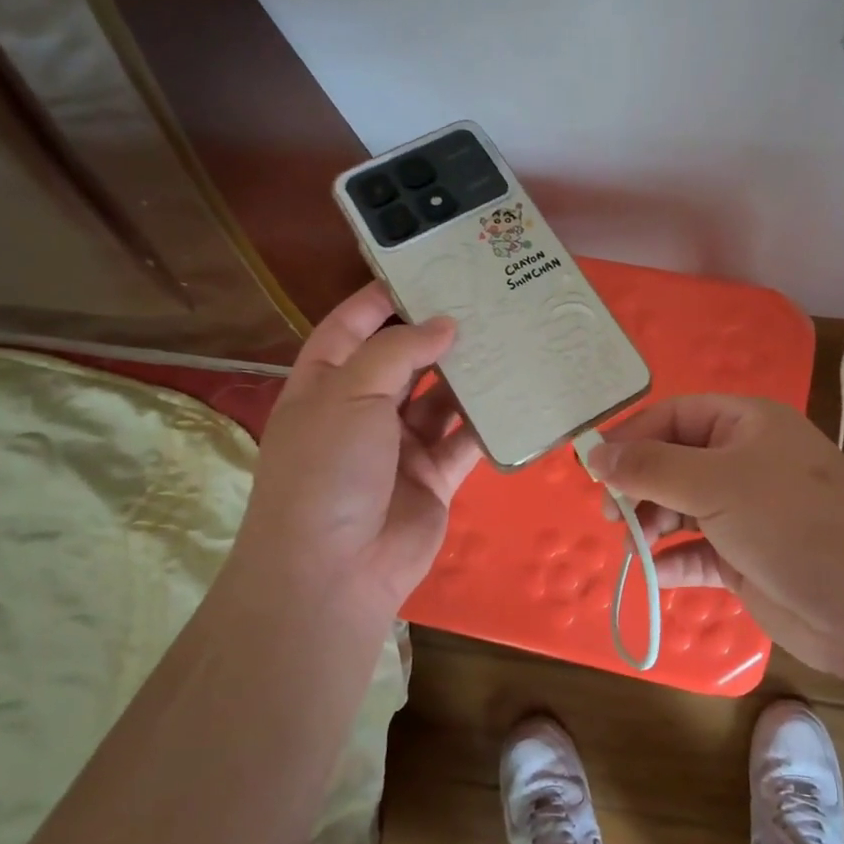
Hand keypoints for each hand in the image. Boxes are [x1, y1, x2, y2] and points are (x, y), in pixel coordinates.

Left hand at [232, 283, 481, 622]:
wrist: (333, 573)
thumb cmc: (328, 470)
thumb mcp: (349, 394)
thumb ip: (398, 352)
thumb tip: (444, 325)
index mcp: (325, 384)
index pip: (351, 326)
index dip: (383, 298)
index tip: (426, 271)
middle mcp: (361, 410)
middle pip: (403, 360)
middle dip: (437, 333)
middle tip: (484, 301)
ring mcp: (399, 445)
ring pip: (440, 399)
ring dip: (468, 375)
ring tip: (509, 338)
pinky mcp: (433, 476)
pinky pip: (464, 440)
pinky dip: (487, 421)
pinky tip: (517, 394)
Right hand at [589, 395, 843, 677]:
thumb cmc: (792, 522)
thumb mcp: (716, 483)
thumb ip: (650, 468)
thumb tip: (594, 455)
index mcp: (746, 424)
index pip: (674, 416)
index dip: (632, 437)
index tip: (593, 469)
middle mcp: (745, 461)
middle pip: (674, 462)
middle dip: (638, 485)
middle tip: (609, 514)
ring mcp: (747, 511)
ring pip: (682, 507)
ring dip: (652, 524)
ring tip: (631, 545)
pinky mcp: (747, 557)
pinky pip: (697, 551)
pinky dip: (674, 559)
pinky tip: (655, 573)